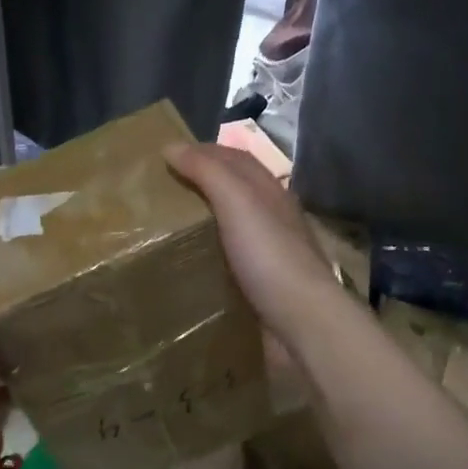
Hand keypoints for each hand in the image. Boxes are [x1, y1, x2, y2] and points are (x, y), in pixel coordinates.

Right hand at [164, 142, 339, 344]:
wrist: (302, 322)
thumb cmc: (270, 255)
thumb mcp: (237, 202)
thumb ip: (207, 172)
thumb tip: (171, 146)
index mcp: (271, 192)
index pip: (236, 159)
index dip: (204, 151)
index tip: (168, 154)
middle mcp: (274, 218)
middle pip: (238, 190)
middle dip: (205, 182)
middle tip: (164, 187)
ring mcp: (272, 254)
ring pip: (236, 226)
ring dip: (208, 219)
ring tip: (172, 224)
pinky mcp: (264, 286)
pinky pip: (233, 260)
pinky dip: (213, 252)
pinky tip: (194, 261)